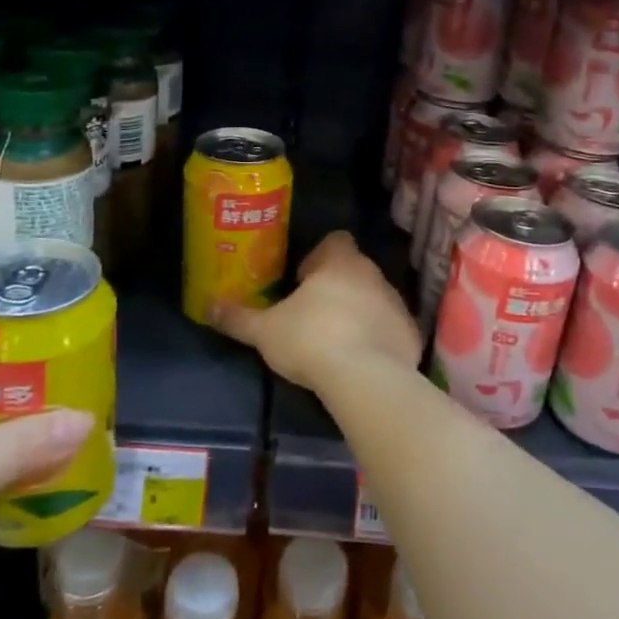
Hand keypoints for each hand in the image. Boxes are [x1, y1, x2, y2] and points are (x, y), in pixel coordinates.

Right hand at [211, 231, 420, 395]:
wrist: (366, 378)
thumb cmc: (311, 340)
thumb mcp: (265, 331)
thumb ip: (238, 318)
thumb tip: (208, 307)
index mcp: (339, 261)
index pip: (334, 240)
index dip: (318, 257)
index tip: (302, 282)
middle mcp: (372, 273)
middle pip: (354, 269)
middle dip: (336, 286)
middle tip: (313, 314)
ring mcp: (396, 302)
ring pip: (374, 297)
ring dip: (358, 311)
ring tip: (336, 341)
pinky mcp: (410, 332)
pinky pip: (391, 327)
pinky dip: (379, 337)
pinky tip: (362, 361)